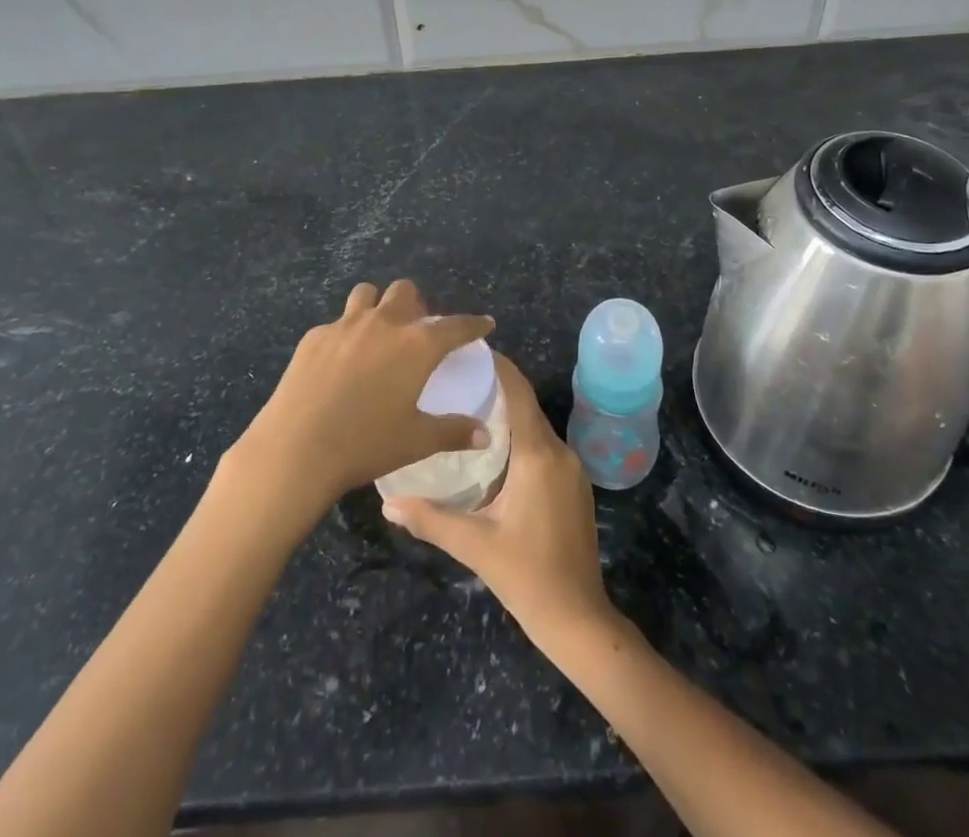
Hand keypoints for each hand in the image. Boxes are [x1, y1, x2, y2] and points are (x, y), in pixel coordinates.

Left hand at [236, 281, 493, 512]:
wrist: (296, 448)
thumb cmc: (365, 444)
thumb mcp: (416, 441)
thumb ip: (453, 431)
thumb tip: (484, 434)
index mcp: (417, 345)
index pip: (456, 325)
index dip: (473, 324)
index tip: (484, 323)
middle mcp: (384, 323)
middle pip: (406, 292)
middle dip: (417, 305)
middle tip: (418, 332)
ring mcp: (345, 324)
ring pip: (367, 294)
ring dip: (378, 306)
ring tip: (377, 333)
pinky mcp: (315, 336)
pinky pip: (337, 322)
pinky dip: (346, 334)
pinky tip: (340, 362)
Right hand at [382, 354, 617, 649]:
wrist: (579, 619)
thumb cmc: (526, 576)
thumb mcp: (474, 546)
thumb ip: (430, 519)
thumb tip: (388, 503)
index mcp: (538, 455)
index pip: (519, 393)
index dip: (499, 367)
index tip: (472, 350)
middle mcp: (560, 452)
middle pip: (527, 407)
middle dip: (497, 389)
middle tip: (458, 381)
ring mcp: (573, 470)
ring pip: (536, 429)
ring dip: (509, 416)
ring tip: (470, 410)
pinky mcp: (576, 487)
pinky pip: (545, 448)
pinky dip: (521, 439)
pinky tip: (495, 452)